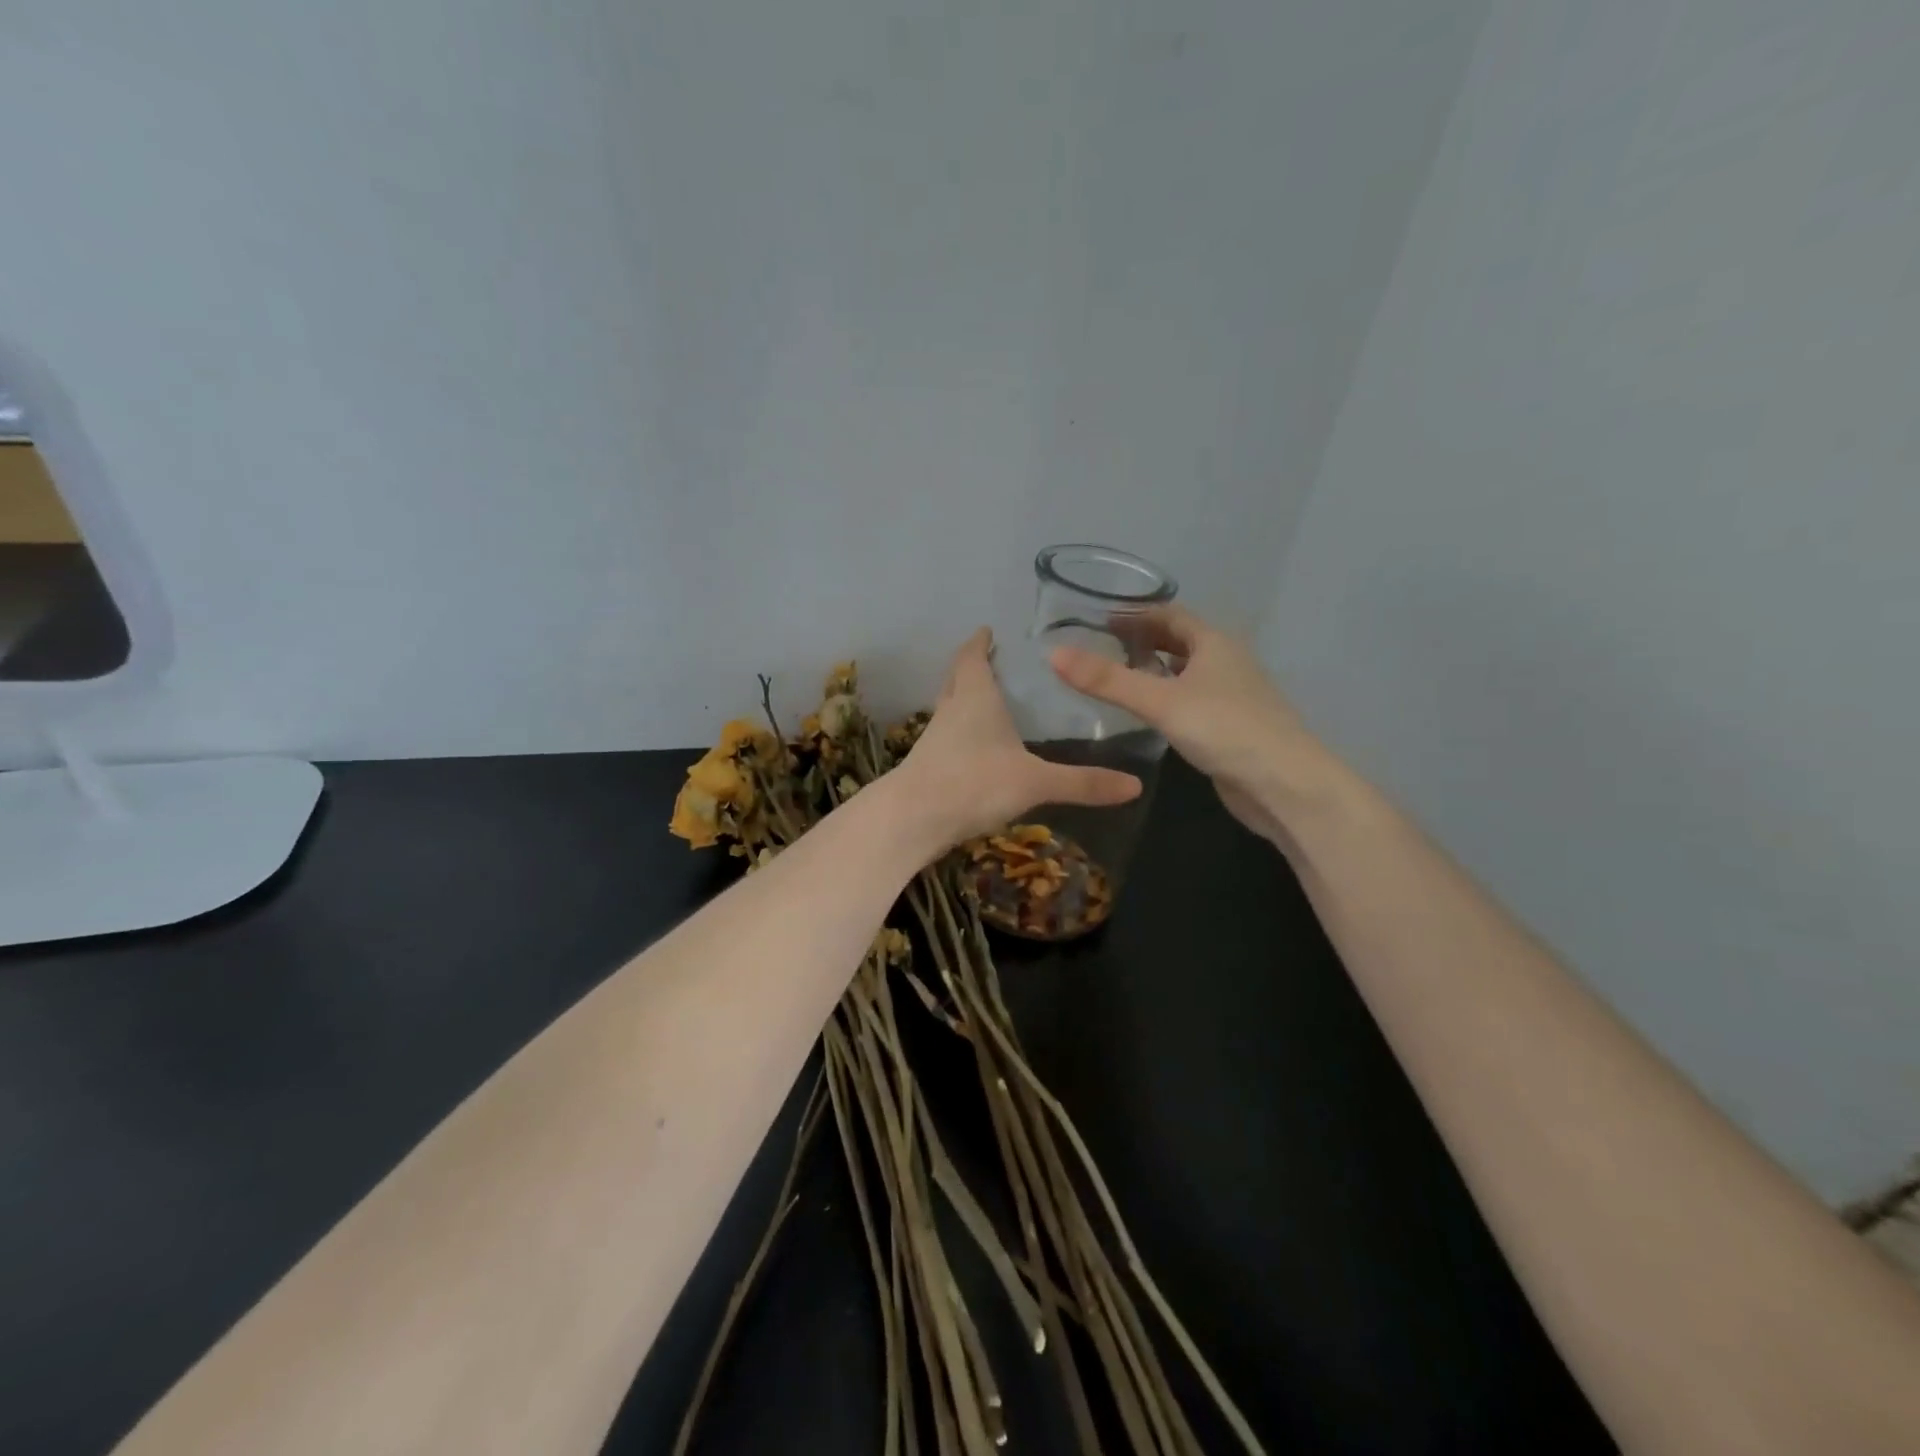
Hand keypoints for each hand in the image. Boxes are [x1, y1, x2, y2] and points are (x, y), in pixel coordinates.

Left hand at [896, 628, 1141, 846]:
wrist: (913, 819)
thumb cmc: (974, 783)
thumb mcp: (1035, 781)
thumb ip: (1083, 783)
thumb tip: (1135, 786)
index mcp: (975, 697)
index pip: (972, 658)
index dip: (979, 643)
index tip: (986, 630)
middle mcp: (951, 710)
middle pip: (956, 678)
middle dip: (971, 666)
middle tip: (991, 660)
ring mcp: (935, 738)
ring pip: (949, 707)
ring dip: (964, 699)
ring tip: (988, 701)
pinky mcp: (927, 765)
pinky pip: (946, 737)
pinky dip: (960, 733)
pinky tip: (976, 749)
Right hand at [1051, 606, 1321, 843]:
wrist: (1284, 785)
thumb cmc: (1225, 729)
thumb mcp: (1160, 701)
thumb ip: (1107, 680)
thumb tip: (1054, 654)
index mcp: (1214, 643)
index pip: (1169, 614)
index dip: (1135, 613)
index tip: (1097, 619)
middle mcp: (1225, 662)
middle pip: (1179, 641)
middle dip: (1143, 640)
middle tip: (1100, 647)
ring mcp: (1231, 695)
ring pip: (1186, 672)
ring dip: (1155, 670)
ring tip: (1116, 678)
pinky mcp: (1230, 726)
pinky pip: (1191, 701)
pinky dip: (1167, 698)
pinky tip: (1147, 715)